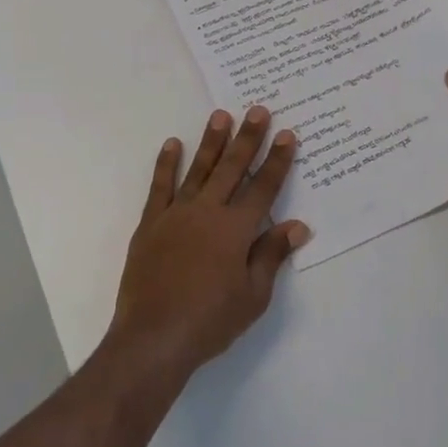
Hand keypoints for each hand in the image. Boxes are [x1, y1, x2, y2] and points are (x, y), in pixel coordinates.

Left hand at [109, 106, 309, 377]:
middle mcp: (207, 212)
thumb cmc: (211, 321)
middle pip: (232, 169)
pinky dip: (166, 165)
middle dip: (248, 138)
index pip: (264, 188)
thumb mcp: (253, 296)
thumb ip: (271, 255)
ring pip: (198, 170)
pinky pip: (160, 187)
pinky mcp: (150, 224)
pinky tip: (172, 144)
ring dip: (211, 142)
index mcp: (236, 230)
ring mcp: (176, 215)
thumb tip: (297, 225)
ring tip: (220, 115)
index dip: (277, 161)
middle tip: (258, 110)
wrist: (154, 336)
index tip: (287, 135)